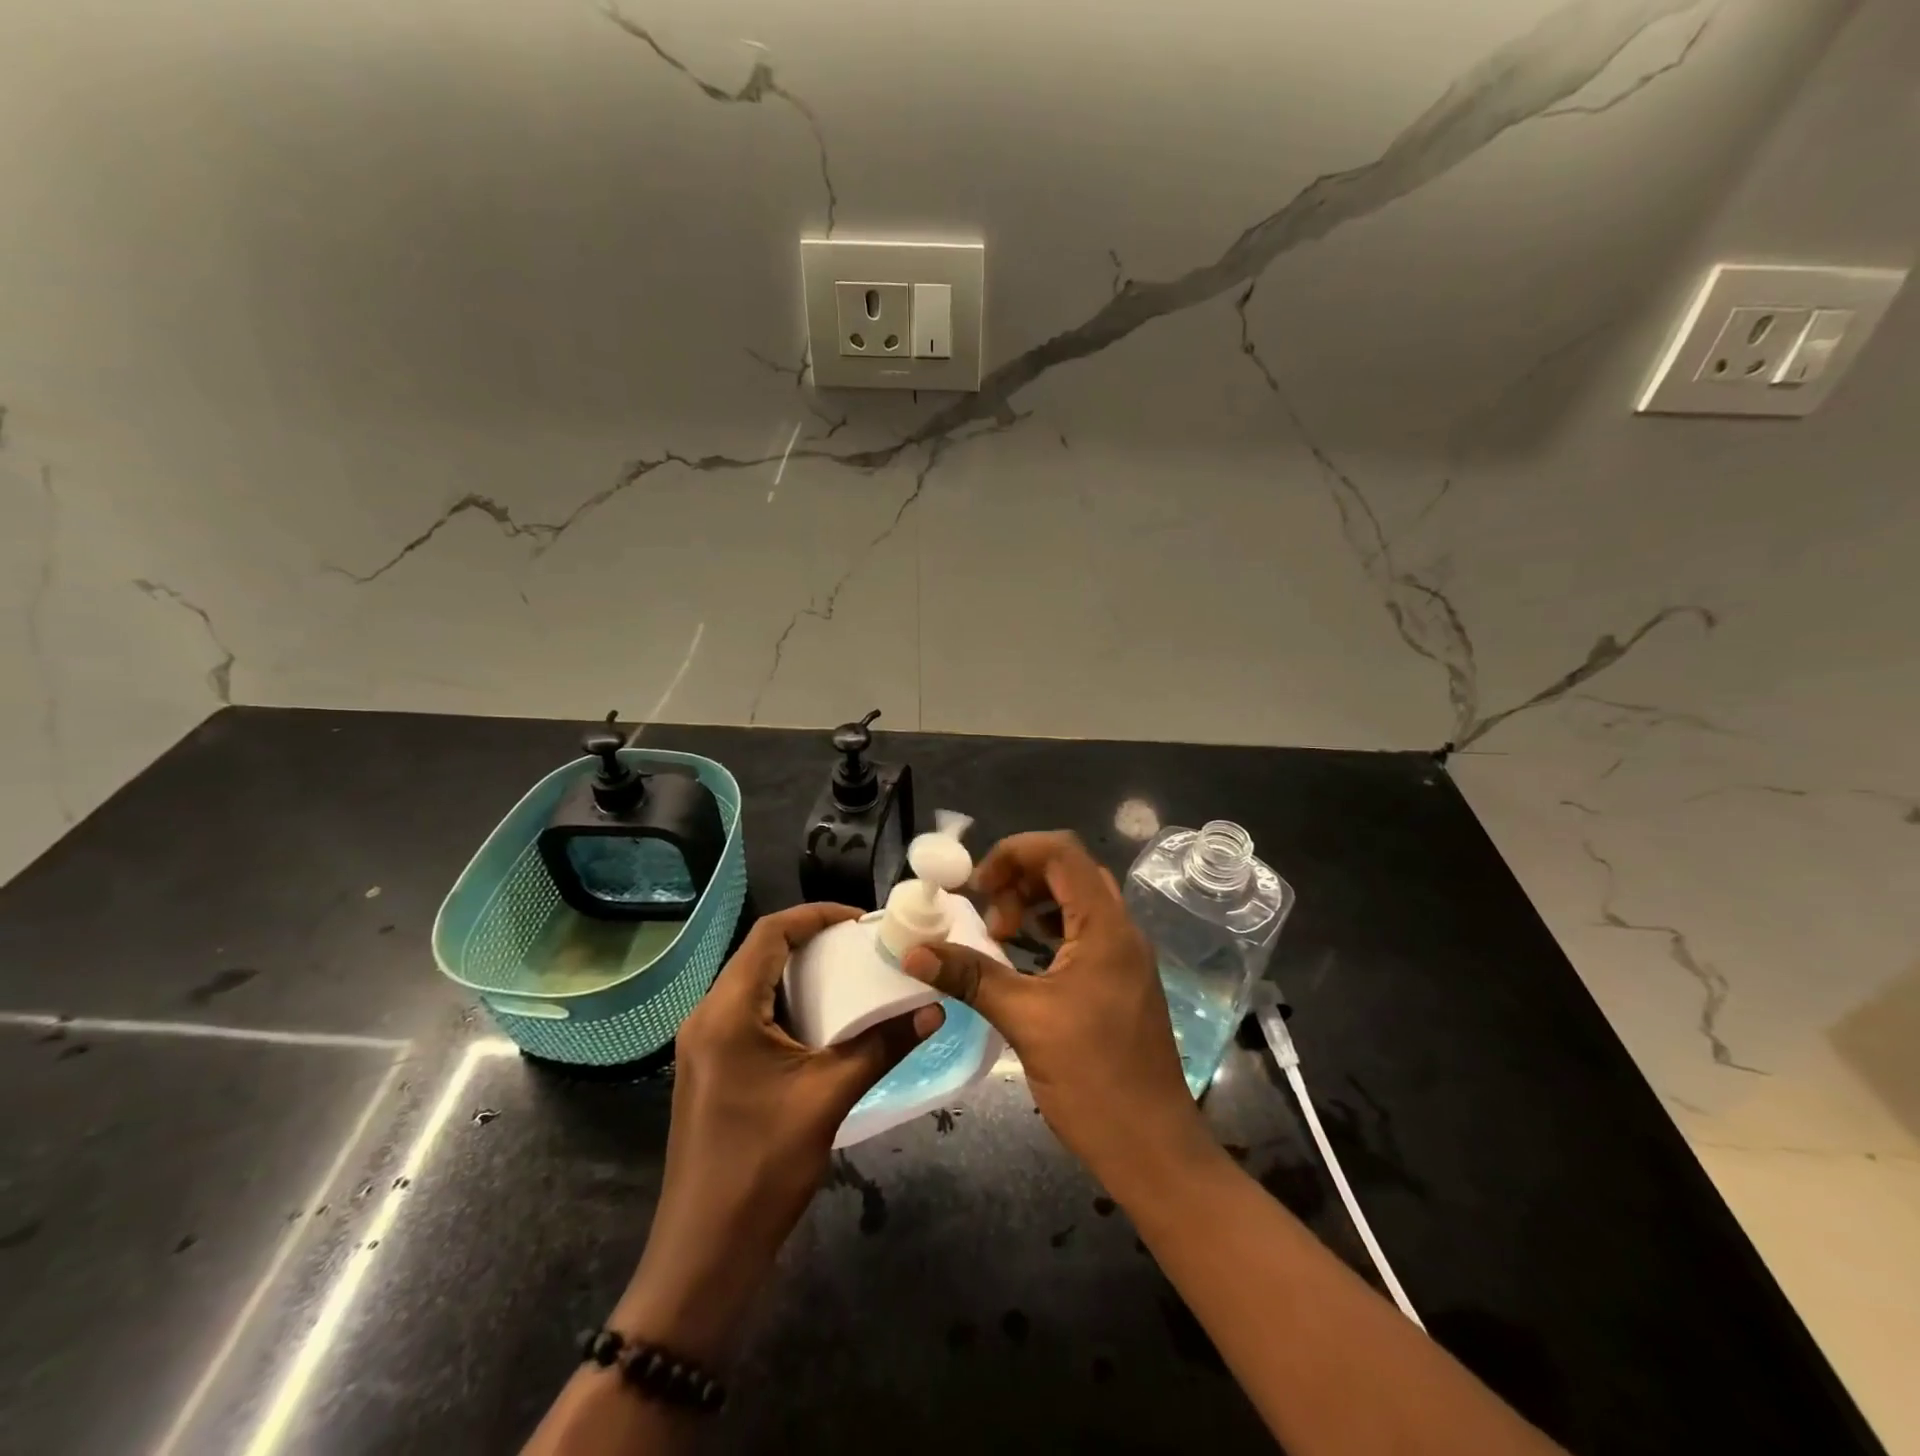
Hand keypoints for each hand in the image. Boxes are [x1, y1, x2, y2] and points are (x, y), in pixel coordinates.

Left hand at [612, 903, 942, 1361]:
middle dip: (814, 942)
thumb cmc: (762, 1168)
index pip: (770, 933)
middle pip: (761, 954)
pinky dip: (788, 1003)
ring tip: (852, 977)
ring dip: (801, 974)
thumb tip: (934, 1008)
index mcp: (728, 1010)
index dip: (817, 915)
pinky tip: (824, 1023)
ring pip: (755, 983)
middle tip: (864, 948)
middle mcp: (708, 1015)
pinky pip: (750, 1013)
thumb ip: (883, 1046)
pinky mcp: (710, 1067)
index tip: (863, 922)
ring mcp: (704, 1044)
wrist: (704, 1255)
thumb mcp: (829, 1098)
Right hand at [901, 832, 1209, 1200]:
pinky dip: (1049, 932)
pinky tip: (1024, 961)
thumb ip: (970, 977)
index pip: (1062, 851)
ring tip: (1000, 936)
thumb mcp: (1025, 1021)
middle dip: (1021, 879)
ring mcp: (1126, 957)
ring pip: (1078, 901)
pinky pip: (1084, 933)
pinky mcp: (1121, 983)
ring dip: (1035, 905)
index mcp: (1106, 926)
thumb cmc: (1093, 1080)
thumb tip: (914, 951)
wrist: (1154, 1150)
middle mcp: (1122, 930)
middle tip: (988, 915)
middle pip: (1070, 871)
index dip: (1014, 852)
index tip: (977, 885)